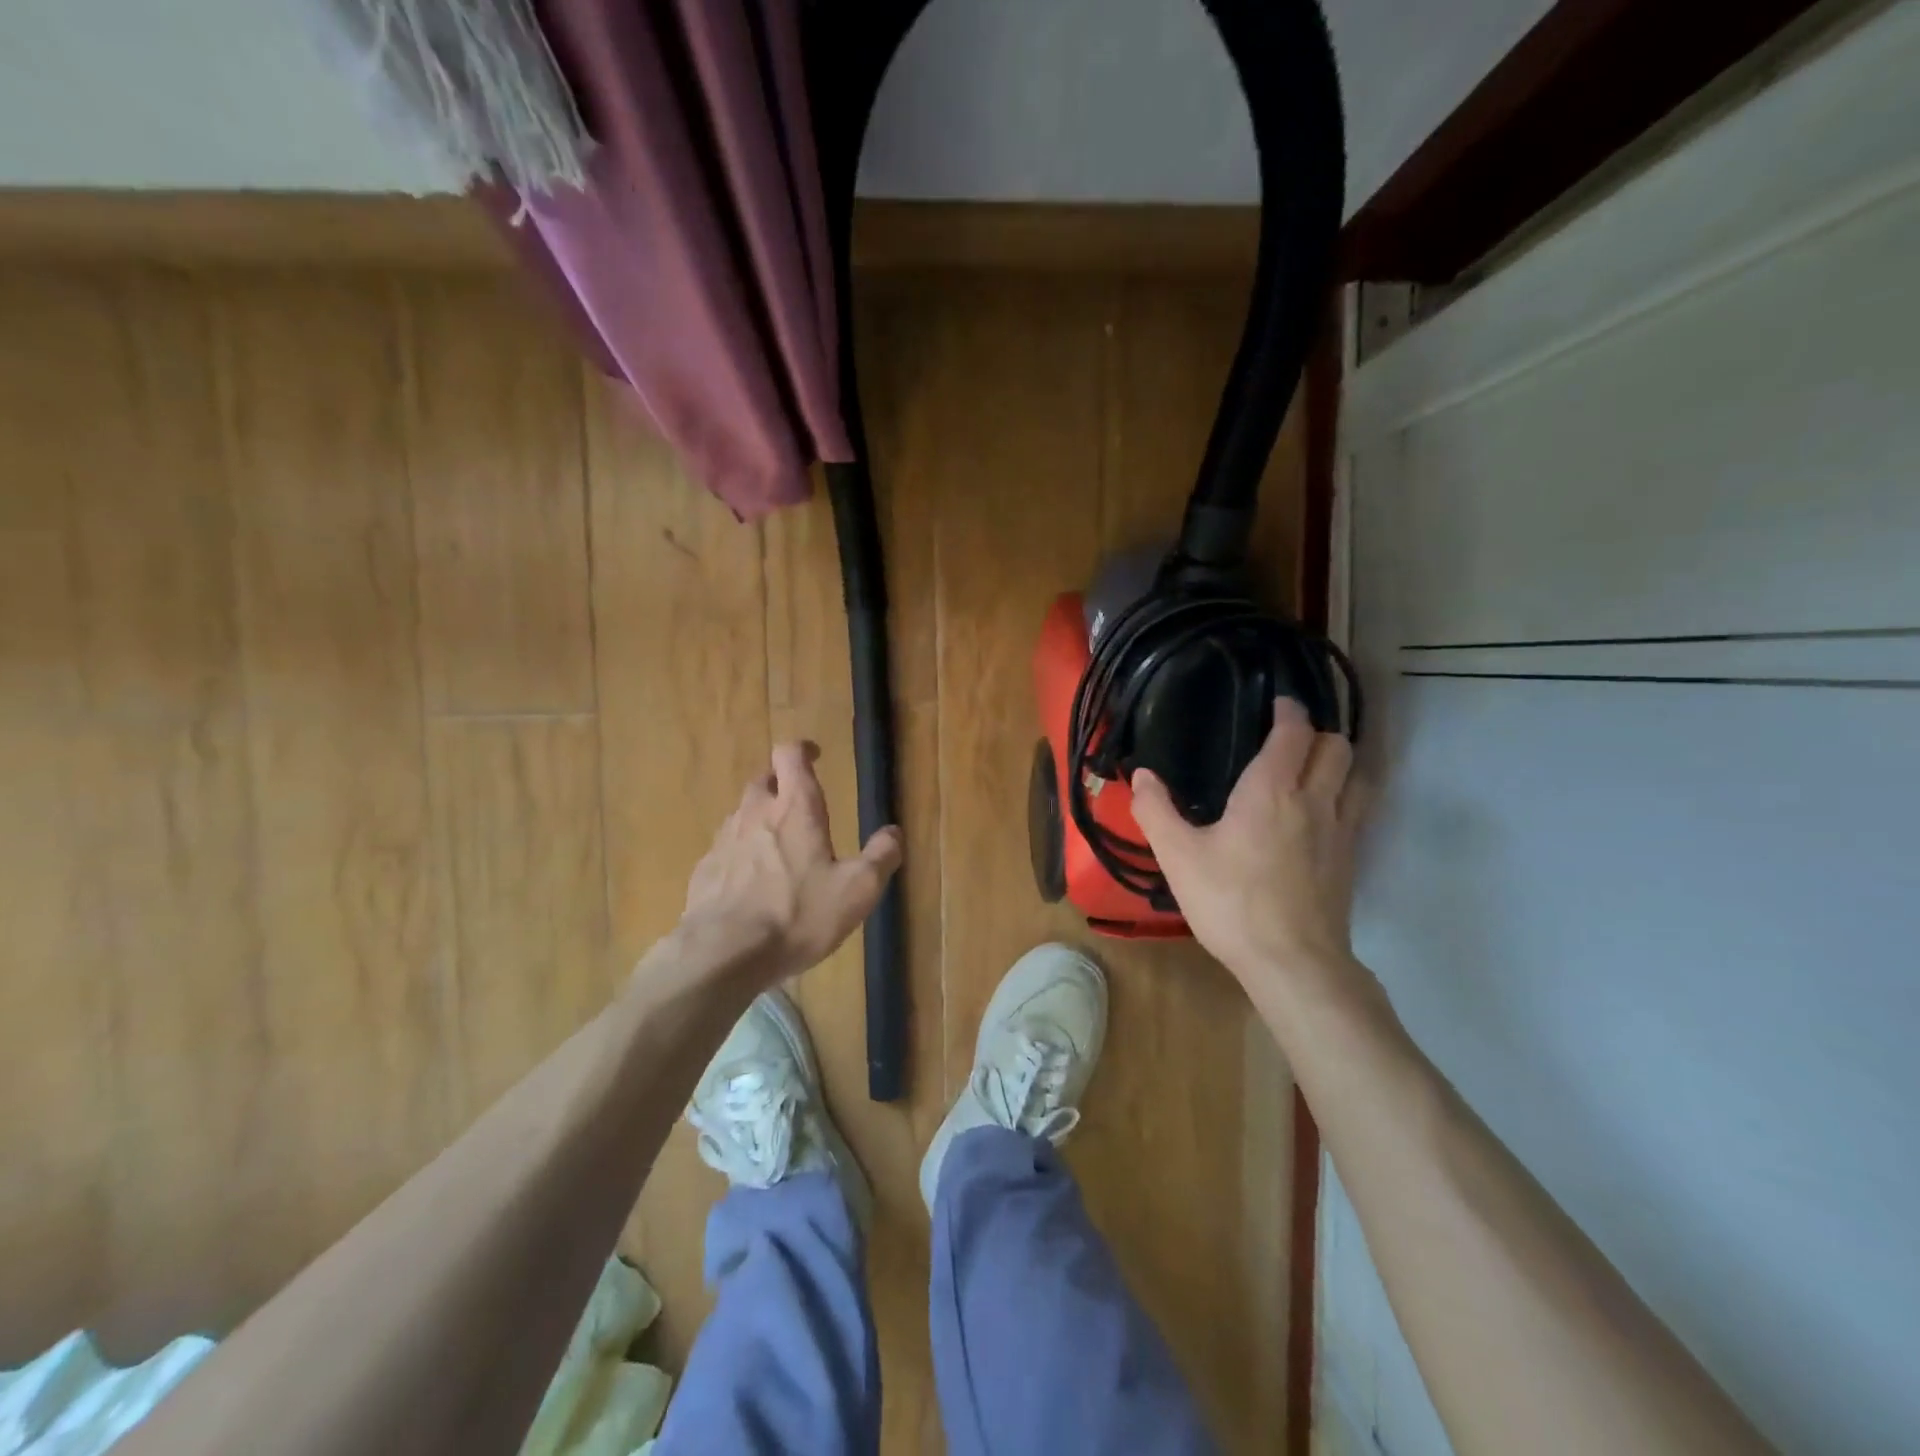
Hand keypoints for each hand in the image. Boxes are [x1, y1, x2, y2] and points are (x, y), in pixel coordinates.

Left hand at [678, 742, 903, 984]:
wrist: (723, 953)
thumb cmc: (796, 915)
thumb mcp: (857, 891)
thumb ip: (880, 857)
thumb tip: (893, 832)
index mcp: (795, 809)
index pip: (790, 754)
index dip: (803, 749)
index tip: (815, 755)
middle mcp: (755, 813)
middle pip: (764, 779)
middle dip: (782, 784)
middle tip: (799, 805)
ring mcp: (725, 840)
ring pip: (743, 813)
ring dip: (760, 819)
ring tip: (778, 847)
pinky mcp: (705, 869)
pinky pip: (726, 848)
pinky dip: (741, 853)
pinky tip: (751, 883)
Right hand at [1131, 700, 1365, 989]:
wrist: (1292, 962)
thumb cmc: (1231, 901)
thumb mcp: (1178, 856)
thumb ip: (1156, 810)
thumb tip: (1140, 776)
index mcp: (1272, 790)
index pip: (1294, 732)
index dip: (1289, 711)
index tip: (1276, 703)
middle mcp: (1315, 800)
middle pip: (1336, 747)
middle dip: (1317, 733)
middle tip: (1289, 738)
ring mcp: (1341, 831)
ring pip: (1356, 776)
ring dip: (1339, 762)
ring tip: (1313, 767)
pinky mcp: (1350, 860)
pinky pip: (1358, 809)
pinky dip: (1345, 795)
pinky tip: (1321, 814)